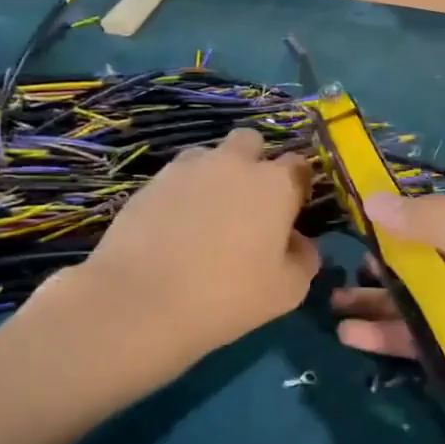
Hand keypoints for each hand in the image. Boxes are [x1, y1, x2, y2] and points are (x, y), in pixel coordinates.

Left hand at [28, 128, 319, 392]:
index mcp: (275, 184)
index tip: (291, 213)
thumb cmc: (227, 296)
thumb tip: (299, 243)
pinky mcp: (151, 182)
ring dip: (216, 175)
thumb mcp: (287, 291)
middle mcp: (235, 163)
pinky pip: (178, 177)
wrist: (140, 301)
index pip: (299, 167)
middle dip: (255, 163)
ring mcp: (188, 168)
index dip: (297, 187)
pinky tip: (175, 228)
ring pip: (211, 156)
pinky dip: (183, 193)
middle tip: (249, 205)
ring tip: (207, 216)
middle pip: (252, 142)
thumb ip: (304, 259)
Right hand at [332, 193, 444, 443]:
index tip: (352, 225)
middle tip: (335, 272)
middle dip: (382, 267)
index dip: (397, 223)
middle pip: (426, 263)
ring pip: (421, 303)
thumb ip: (437, 227)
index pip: (440, 222)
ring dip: (380, 304)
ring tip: (331, 306)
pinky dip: (391, 337)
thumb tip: (374, 198)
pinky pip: (425, 341)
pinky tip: (352, 338)